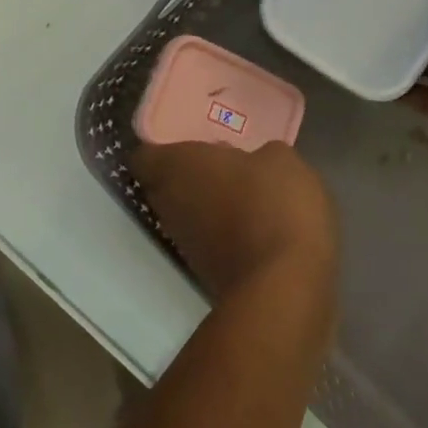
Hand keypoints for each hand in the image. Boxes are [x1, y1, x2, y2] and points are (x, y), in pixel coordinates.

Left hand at [131, 140, 337, 303]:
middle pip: (163, 185)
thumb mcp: (281, 160)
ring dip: (206, 204)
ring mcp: (184, 243)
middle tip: (219, 163)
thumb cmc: (273, 204)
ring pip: (185, 214)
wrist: (284, 286)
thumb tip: (256, 163)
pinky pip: (207, 240)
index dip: (161, 147)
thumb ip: (259, 155)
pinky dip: (223, 231)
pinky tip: (255, 224)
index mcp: (177, 167)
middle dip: (187, 175)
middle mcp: (169, 204)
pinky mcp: (205, 272)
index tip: (186, 141)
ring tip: (242, 192)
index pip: (144, 155)